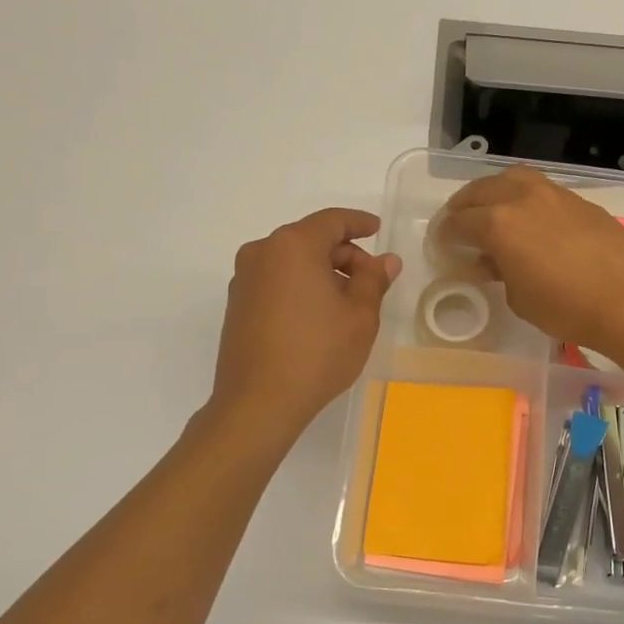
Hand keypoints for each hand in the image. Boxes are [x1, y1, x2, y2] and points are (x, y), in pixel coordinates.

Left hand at [209, 208, 401, 443]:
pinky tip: (318, 316)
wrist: (258, 403)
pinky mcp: (237, 305)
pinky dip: (300, 286)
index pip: (332, 221)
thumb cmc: (317, 353)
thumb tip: (386, 260)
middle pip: (310, 239)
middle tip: (371, 280)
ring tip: (347, 303)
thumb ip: (374, 280)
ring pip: (292, 261)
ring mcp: (244, 279)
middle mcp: (262, 252)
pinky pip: (276, 281)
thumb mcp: (359, 316)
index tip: (377, 229)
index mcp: (293, 245)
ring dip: (322, 272)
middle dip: (344, 254)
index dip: (359, 223)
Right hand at [435, 167, 623, 355]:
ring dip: (493, 192)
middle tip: (457, 224)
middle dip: (463, 207)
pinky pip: (538, 188)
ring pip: (511, 178)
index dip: (445, 235)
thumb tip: (489, 261)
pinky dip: (522, 197)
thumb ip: (498, 272)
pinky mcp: (578, 200)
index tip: (441, 245)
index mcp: (498, 223)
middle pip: (480, 191)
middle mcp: (521, 198)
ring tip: (490, 210)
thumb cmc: (565, 307)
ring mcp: (552, 194)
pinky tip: (527, 218)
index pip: (459, 222)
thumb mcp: (518, 298)